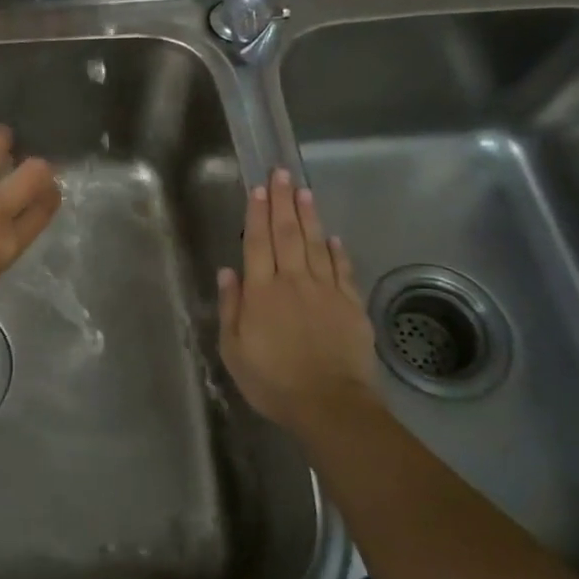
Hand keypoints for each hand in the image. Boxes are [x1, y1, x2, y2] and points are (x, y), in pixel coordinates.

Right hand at [217, 168, 379, 433]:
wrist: (331, 405)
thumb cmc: (273, 381)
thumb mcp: (234, 350)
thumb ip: (231, 308)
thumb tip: (228, 271)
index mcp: (262, 292)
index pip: (257, 243)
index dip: (257, 213)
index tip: (258, 187)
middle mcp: (293, 282)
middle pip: (287, 234)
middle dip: (282, 201)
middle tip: (281, 172)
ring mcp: (326, 291)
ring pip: (316, 244)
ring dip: (309, 216)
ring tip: (304, 190)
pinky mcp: (351, 305)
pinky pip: (342, 270)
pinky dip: (337, 251)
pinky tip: (334, 237)